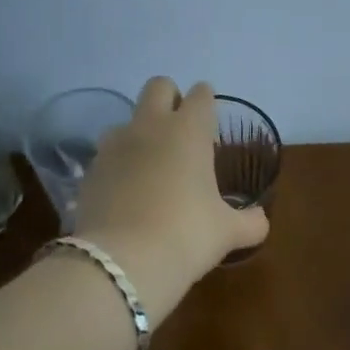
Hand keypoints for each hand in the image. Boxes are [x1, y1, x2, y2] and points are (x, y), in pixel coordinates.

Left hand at [71, 77, 268, 318]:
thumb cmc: (187, 235)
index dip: (207, 102)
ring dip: (139, 133)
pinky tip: (127, 194)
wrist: (122, 262)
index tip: (211, 120)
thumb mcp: (228, 232)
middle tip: (181, 130)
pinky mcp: (89, 171)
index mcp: (189, 131)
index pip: (201, 95)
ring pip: (126, 120)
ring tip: (151, 166)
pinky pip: (107, 156)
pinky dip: (118, 166)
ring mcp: (114, 146)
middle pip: (158, 86)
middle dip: (170, 98)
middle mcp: (150, 127)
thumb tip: (260, 221)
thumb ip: (249, 221)